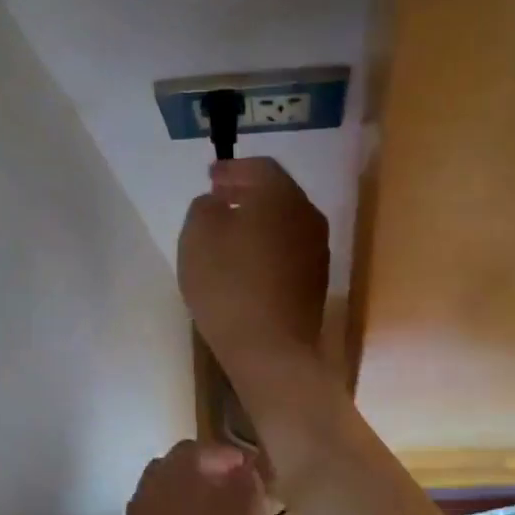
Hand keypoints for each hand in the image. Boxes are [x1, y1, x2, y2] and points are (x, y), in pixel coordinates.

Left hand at [126, 441, 272, 514]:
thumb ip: (247, 483)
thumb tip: (240, 470)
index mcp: (178, 471)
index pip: (201, 449)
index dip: (227, 457)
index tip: (248, 472)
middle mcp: (150, 486)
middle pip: (175, 467)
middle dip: (201, 472)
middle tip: (229, 489)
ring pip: (162, 492)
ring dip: (185, 495)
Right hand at [178, 158, 329, 372]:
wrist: (272, 348)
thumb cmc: (229, 284)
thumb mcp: (198, 236)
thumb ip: (204, 207)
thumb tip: (218, 203)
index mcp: (281, 195)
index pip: (260, 167)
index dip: (232, 168)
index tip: (210, 176)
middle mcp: (307, 216)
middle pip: (277, 192)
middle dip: (247, 191)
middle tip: (219, 197)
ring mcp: (317, 250)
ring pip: (285, 222)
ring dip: (259, 220)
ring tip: (230, 229)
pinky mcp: (316, 281)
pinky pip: (289, 249)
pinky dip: (268, 245)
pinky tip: (247, 261)